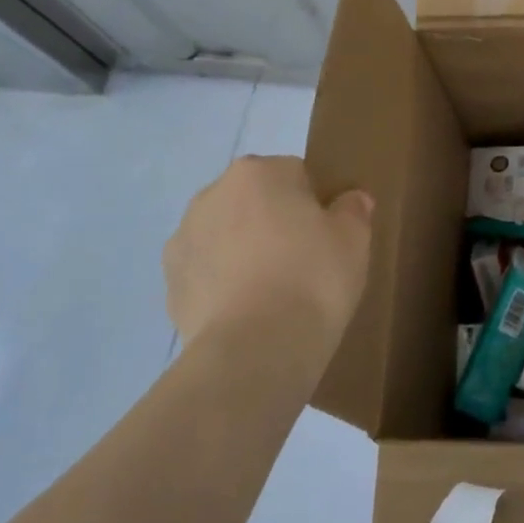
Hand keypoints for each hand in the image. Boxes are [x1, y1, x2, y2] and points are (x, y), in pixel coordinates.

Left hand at [163, 155, 372, 357]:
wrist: (254, 351)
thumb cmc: (312, 277)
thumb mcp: (354, 238)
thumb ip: (353, 210)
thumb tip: (350, 200)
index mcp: (257, 171)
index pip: (295, 174)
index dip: (314, 204)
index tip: (327, 235)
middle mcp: (212, 195)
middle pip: (255, 202)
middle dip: (274, 223)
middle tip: (304, 262)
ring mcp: (183, 241)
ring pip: (226, 237)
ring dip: (244, 253)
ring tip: (274, 294)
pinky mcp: (169, 287)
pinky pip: (207, 275)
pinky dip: (224, 287)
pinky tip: (248, 314)